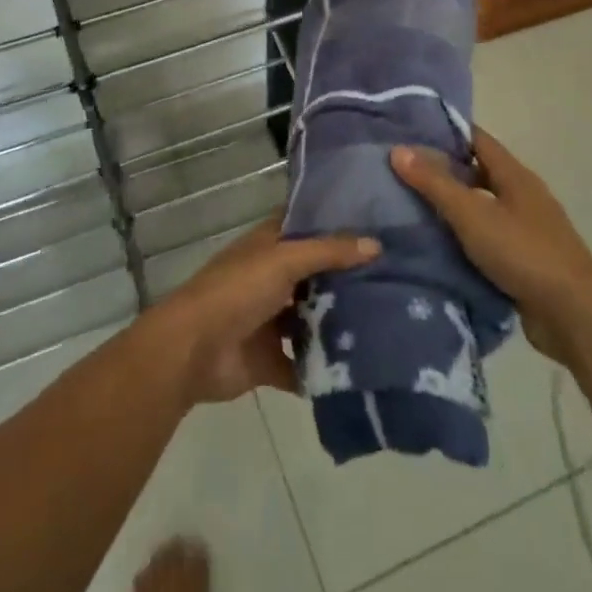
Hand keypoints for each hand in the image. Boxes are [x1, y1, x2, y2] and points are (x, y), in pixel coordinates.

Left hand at [145, 216, 379, 405]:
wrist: (192, 350)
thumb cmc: (236, 290)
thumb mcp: (284, 260)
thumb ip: (328, 252)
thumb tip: (376, 244)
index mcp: (269, 246)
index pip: (306, 225)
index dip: (335, 223)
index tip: (378, 223)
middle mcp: (272, 278)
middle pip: (315, 275)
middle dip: (347, 278)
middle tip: (398, 278)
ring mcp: (270, 320)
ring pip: (312, 319)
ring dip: (339, 324)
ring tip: (391, 322)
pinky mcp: (270, 361)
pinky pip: (304, 365)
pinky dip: (324, 369)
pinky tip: (364, 369)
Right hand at [392, 127, 591, 363]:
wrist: (574, 316)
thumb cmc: (523, 252)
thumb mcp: (472, 214)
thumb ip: (435, 183)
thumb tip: (398, 149)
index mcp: (515, 175)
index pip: (476, 138)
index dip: (445, 131)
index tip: (409, 130)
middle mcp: (522, 196)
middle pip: (477, 172)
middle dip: (442, 170)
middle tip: (400, 170)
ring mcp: (526, 230)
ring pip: (481, 208)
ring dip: (451, 207)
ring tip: (408, 206)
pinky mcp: (525, 262)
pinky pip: (486, 240)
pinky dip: (463, 239)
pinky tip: (434, 245)